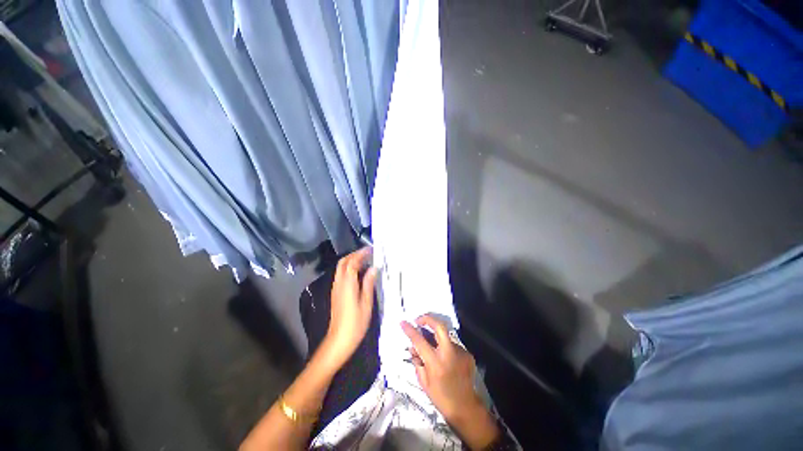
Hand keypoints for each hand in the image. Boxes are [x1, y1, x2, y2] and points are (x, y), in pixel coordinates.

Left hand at [320, 247, 376, 372]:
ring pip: (341, 268)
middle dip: (354, 254)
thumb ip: (368, 284)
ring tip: (366, 261)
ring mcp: (335, 288)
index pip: (352, 262)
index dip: (361, 254)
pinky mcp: (336, 293)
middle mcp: (339, 283)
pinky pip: (341, 275)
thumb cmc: (355, 323)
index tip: (371, 250)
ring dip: (351, 260)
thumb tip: (373, 268)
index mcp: (347, 284)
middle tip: (368, 253)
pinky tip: (359, 273)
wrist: (338, 341)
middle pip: (343, 262)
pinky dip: (349, 268)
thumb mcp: (366, 303)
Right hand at [401, 315, 498, 449]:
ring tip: (432, 348)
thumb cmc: (441, 397)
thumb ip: (417, 361)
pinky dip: (445, 348)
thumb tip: (413, 347)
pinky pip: (452, 345)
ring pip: (445, 336)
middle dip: (428, 319)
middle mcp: (449, 353)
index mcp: (435, 362)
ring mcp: (460, 352)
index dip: (410, 330)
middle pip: (439, 326)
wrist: (465, 408)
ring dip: (436, 337)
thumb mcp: (423, 381)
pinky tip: (445, 359)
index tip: (403, 322)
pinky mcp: (467, 354)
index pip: (419, 340)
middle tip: (419, 321)